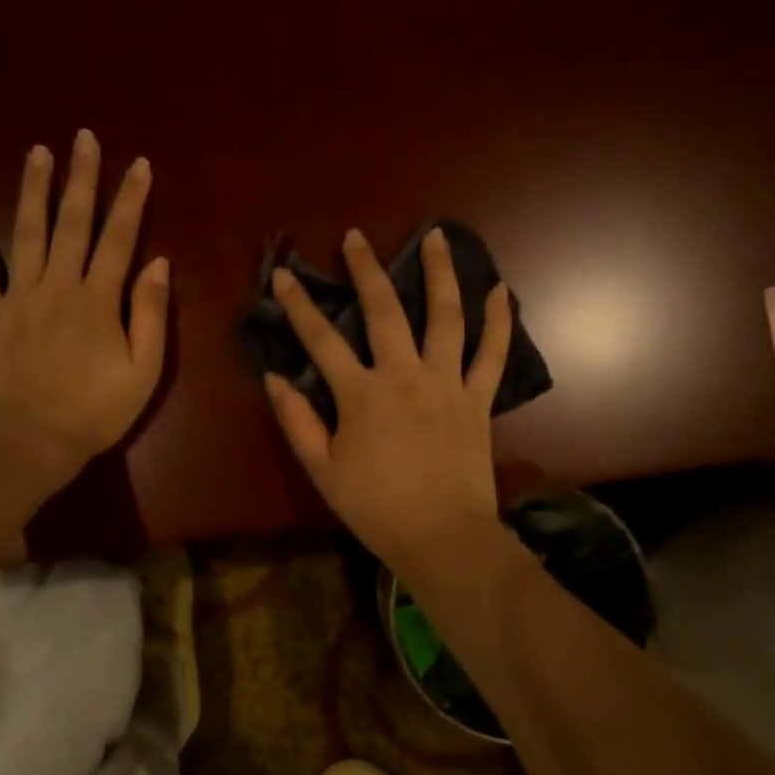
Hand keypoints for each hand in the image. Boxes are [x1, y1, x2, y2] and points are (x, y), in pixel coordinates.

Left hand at [0, 130, 169, 493]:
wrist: (32, 442)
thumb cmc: (96, 411)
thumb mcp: (144, 371)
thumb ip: (151, 315)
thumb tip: (159, 264)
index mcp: (98, 300)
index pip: (119, 238)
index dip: (131, 199)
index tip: (138, 163)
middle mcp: (58, 286)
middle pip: (72, 223)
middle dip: (81, 178)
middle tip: (83, 138)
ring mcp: (17, 297)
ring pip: (27, 232)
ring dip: (33, 190)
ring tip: (38, 152)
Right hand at [264, 226, 512, 579]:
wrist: (442, 537)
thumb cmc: (375, 508)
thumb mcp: (323, 470)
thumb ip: (297, 421)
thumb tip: (273, 377)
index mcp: (361, 395)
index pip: (321, 340)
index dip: (299, 305)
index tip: (285, 275)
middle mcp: (404, 376)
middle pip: (383, 311)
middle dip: (365, 269)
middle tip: (356, 237)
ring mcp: (447, 383)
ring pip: (445, 316)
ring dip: (440, 273)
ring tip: (436, 236)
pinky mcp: (478, 399)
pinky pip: (492, 354)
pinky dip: (498, 321)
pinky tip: (501, 290)